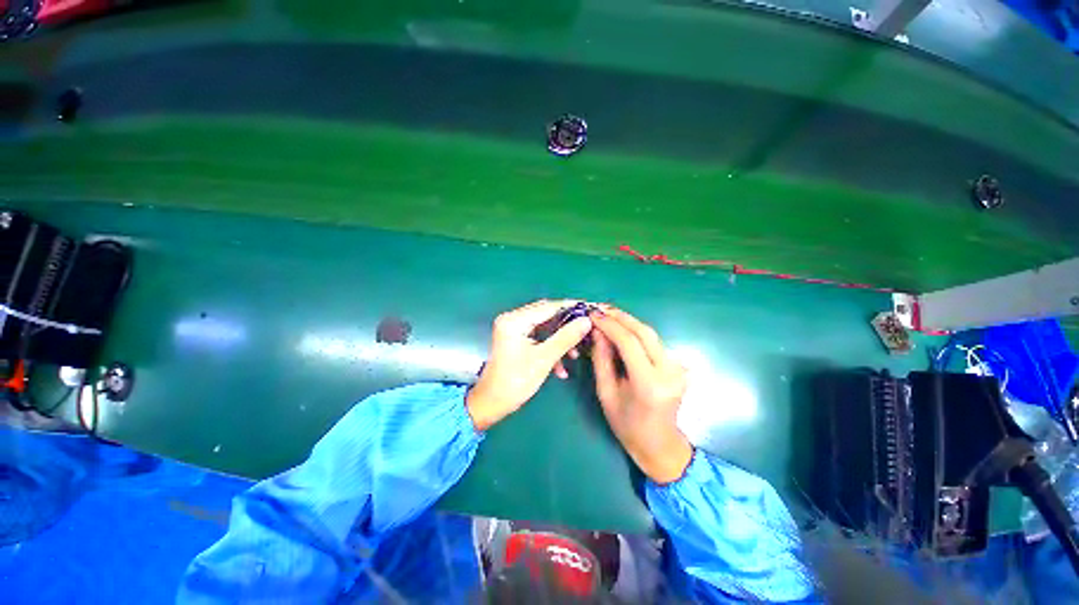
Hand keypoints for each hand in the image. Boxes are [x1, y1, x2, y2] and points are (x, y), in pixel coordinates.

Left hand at [466, 300, 591, 430]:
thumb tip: (586, 321)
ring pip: (544, 328)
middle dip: (566, 326)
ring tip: (574, 355)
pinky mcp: (515, 339)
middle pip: (546, 315)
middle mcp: (512, 319)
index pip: (548, 307)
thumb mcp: (544, 359)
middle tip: (586, 330)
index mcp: (514, 320)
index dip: (570, 308)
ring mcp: (513, 329)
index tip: (589, 309)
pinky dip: (550, 348)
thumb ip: (566, 337)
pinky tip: (560, 368)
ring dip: (559, 340)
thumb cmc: (515, 382)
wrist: (492, 404)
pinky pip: (538, 337)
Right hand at [590, 306, 692, 483]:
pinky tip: (623, 329)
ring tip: (608, 316)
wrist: (659, 444)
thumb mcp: (606, 392)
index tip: (593, 315)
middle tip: (601, 309)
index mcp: (649, 384)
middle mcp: (669, 372)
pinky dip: (637, 333)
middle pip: (645, 333)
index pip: (629, 343)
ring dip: (629, 323)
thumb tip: (597, 331)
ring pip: (651, 335)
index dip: (610, 325)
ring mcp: (677, 368)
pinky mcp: (678, 366)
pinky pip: (654, 343)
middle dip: (621, 317)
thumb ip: (601, 359)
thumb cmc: (626, 424)